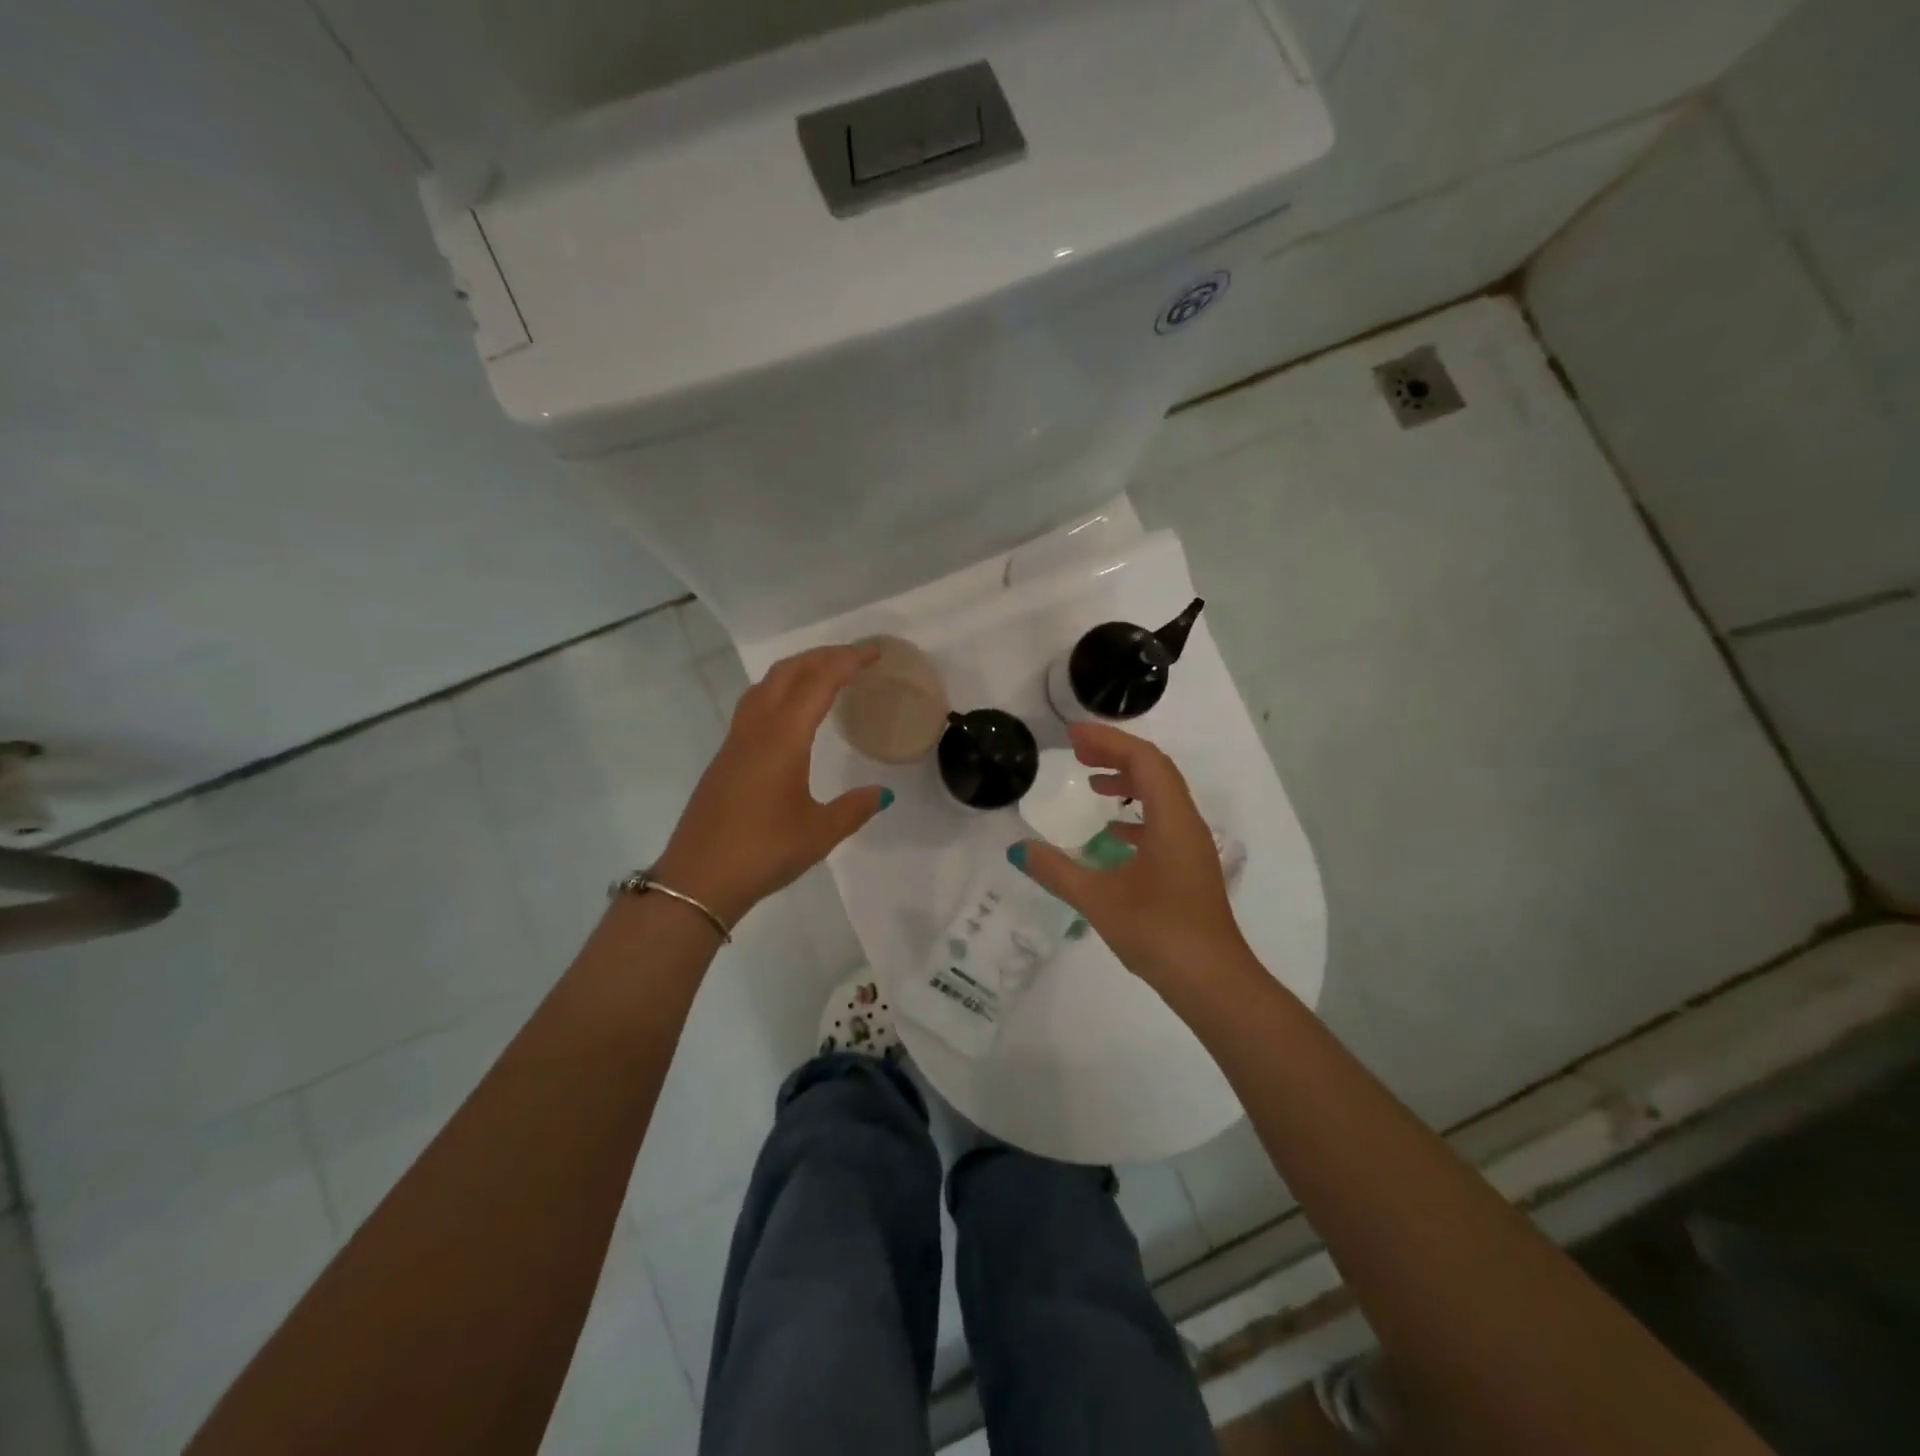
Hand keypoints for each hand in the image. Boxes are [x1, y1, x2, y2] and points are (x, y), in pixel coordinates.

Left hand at [652, 644, 891, 927]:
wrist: (698, 880)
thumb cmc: (763, 852)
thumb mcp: (819, 833)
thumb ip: (853, 808)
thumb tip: (883, 794)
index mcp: (783, 739)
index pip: (819, 683)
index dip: (848, 662)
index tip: (875, 653)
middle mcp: (757, 730)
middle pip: (788, 672)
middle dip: (822, 656)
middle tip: (855, 657)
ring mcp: (735, 742)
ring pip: (766, 685)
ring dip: (797, 669)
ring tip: (825, 674)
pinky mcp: (725, 758)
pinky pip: (755, 705)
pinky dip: (780, 690)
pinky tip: (792, 713)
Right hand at [1009, 722, 1247, 991]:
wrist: (1212, 982)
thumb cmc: (1158, 933)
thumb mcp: (1098, 899)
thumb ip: (1057, 870)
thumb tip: (1020, 849)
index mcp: (1171, 820)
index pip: (1144, 760)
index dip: (1109, 741)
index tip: (1073, 735)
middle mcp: (1186, 824)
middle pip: (1155, 771)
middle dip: (1116, 754)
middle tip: (1077, 750)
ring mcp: (1191, 847)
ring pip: (1161, 796)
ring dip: (1128, 781)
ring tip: (1092, 782)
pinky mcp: (1189, 868)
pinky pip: (1163, 822)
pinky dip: (1136, 814)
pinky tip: (1112, 833)